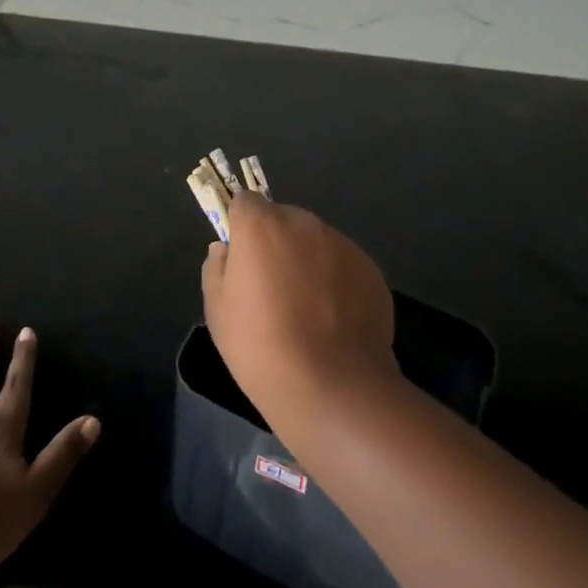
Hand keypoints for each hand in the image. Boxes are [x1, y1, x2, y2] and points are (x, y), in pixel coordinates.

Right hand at [201, 193, 399, 423]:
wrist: (333, 386)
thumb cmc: (261, 347)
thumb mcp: (218, 312)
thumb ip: (216, 268)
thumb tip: (225, 249)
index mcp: (261, 226)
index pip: (245, 202)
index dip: (240, 225)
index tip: (240, 256)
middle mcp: (304, 223)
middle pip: (283, 219)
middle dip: (276, 242)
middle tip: (272, 287)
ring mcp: (342, 243)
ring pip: (316, 241)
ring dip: (308, 260)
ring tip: (307, 308)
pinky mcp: (371, 268)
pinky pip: (344, 264)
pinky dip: (336, 280)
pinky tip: (334, 320)